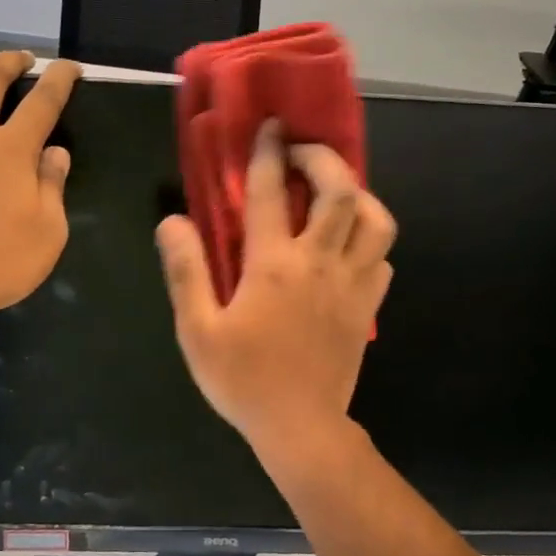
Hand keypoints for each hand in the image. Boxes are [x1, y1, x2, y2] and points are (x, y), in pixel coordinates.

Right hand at [157, 121, 395, 455]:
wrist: (301, 429)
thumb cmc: (243, 379)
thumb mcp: (198, 329)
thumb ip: (185, 271)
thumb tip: (173, 221)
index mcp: (274, 264)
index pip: (270, 192)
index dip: (268, 152)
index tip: (269, 127)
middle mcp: (319, 262)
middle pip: (340, 191)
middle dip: (323, 159)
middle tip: (302, 153)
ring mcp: (351, 283)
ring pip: (376, 220)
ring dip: (357, 194)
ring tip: (334, 193)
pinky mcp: (368, 306)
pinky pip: (382, 257)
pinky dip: (368, 238)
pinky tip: (348, 244)